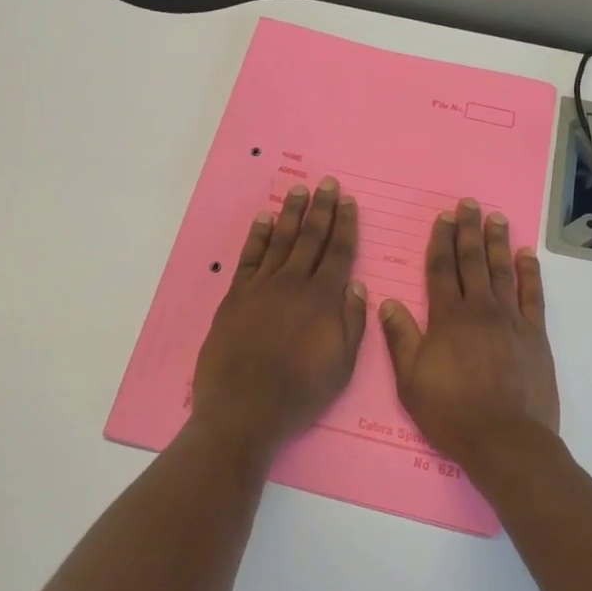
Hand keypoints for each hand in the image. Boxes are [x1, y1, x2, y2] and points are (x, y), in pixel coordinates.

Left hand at [191, 178, 368, 452]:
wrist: (244, 408)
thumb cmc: (300, 392)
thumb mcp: (341, 365)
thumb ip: (351, 321)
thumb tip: (355, 284)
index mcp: (323, 300)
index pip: (338, 252)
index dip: (345, 225)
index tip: (348, 201)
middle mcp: (294, 284)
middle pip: (310, 238)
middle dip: (321, 209)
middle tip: (327, 183)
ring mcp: (262, 287)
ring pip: (281, 240)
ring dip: (291, 213)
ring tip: (299, 190)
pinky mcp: (236, 295)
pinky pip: (249, 257)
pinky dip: (258, 235)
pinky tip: (265, 219)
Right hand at [380, 199, 559, 472]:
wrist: (505, 441)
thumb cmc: (451, 413)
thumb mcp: (410, 380)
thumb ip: (401, 337)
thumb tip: (388, 301)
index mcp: (447, 318)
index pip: (442, 269)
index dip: (441, 241)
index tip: (442, 218)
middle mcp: (480, 310)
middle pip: (472, 261)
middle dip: (468, 230)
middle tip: (469, 204)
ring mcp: (511, 320)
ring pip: (502, 271)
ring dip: (498, 242)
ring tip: (496, 217)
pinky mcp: (535, 335)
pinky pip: (533, 295)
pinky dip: (530, 272)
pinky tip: (527, 254)